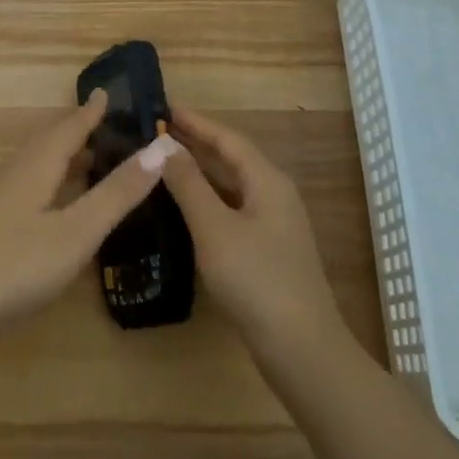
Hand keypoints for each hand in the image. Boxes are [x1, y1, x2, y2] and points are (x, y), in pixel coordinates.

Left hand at [0, 91, 175, 352]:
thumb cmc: (15, 265)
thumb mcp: (76, 231)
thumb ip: (116, 193)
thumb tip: (159, 147)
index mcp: (39, 165)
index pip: (70, 126)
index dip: (91, 111)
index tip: (108, 91)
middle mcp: (20, 173)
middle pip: (52, 141)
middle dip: (80, 129)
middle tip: (110, 122)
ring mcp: (3, 200)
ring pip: (41, 164)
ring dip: (68, 154)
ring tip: (95, 156)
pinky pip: (35, 184)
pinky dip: (57, 179)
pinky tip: (64, 202)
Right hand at [158, 106, 346, 368]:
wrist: (303, 353)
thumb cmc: (257, 281)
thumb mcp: (214, 228)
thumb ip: (188, 184)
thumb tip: (163, 145)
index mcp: (267, 181)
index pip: (227, 138)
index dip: (196, 122)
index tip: (164, 106)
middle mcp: (274, 195)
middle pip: (231, 159)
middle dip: (195, 144)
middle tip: (156, 132)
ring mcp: (273, 225)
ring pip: (231, 186)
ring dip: (199, 172)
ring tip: (162, 162)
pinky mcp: (267, 252)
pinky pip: (232, 210)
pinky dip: (207, 200)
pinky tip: (183, 208)